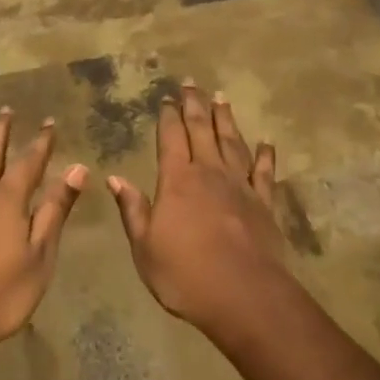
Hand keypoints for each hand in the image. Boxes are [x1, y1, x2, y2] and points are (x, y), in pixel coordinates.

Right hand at [106, 83, 288, 336]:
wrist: (244, 296)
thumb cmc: (185, 275)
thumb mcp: (145, 247)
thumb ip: (133, 209)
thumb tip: (114, 178)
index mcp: (177, 181)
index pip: (170, 138)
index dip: (168, 116)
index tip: (167, 97)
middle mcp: (209, 173)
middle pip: (201, 130)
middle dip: (195, 105)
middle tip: (192, 83)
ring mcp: (240, 186)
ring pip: (232, 142)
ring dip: (226, 119)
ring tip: (221, 98)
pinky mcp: (264, 203)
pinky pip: (264, 172)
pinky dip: (265, 156)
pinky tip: (266, 143)